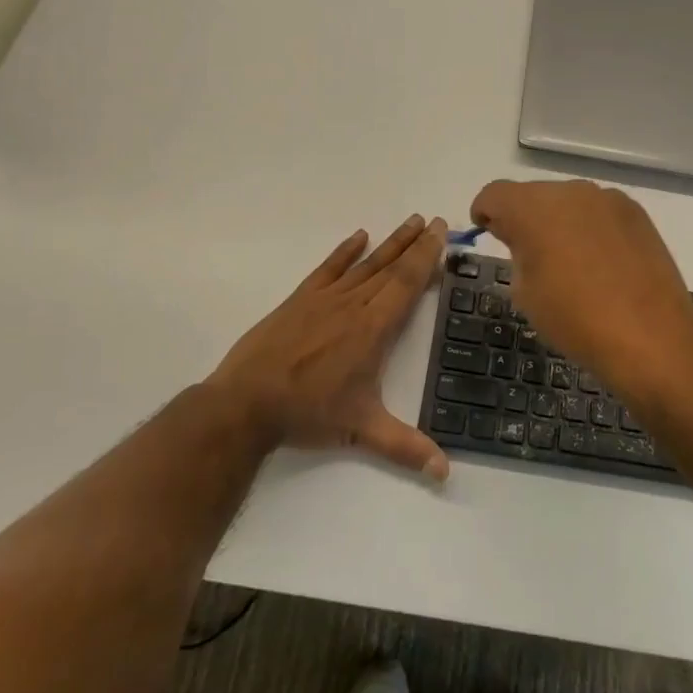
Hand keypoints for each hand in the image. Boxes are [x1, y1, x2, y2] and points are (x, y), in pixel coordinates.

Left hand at [209, 215, 450, 480]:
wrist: (246, 401)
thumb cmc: (308, 412)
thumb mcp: (361, 429)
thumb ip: (405, 446)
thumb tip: (445, 472)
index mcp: (373, 328)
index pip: (407, 283)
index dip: (427, 257)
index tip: (442, 233)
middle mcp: (353, 304)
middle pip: (391, 267)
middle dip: (416, 244)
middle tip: (436, 220)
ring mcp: (325, 298)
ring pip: (365, 264)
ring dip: (390, 242)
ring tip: (411, 221)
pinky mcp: (300, 299)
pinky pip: (329, 268)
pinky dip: (345, 251)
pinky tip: (359, 236)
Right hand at [470, 180, 692, 392]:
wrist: (650, 338)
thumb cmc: (575, 320)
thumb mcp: (526, 292)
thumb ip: (518, 254)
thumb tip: (527, 241)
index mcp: (533, 208)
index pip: (494, 194)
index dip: (485, 212)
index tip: (487, 233)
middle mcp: (570, 191)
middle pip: (533, 194)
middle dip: (524, 218)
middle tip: (527, 254)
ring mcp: (608, 199)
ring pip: (569, 201)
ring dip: (559, 221)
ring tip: (568, 261)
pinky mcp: (637, 213)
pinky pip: (599, 212)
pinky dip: (590, 228)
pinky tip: (600, 263)